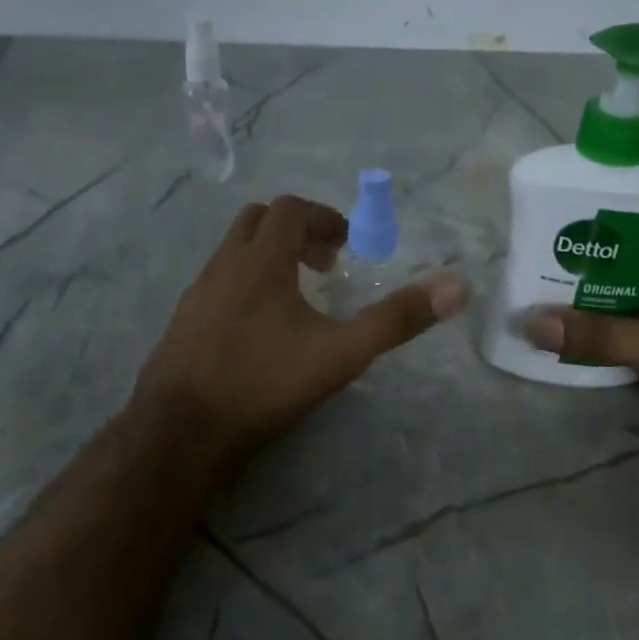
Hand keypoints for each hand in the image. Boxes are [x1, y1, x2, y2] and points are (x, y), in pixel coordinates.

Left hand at [131, 194, 469, 468]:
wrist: (182, 429)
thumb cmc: (264, 383)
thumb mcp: (341, 353)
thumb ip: (396, 320)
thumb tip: (456, 288)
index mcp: (260, 260)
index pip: (289, 209)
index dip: (322, 218)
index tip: (346, 245)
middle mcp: (223, 264)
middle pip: (257, 221)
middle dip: (294, 231)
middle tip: (323, 265)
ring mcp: (196, 292)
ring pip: (233, 252)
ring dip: (268, 258)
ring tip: (296, 298)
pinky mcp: (182, 320)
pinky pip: (217, 282)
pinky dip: (245, 284)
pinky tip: (259, 329)